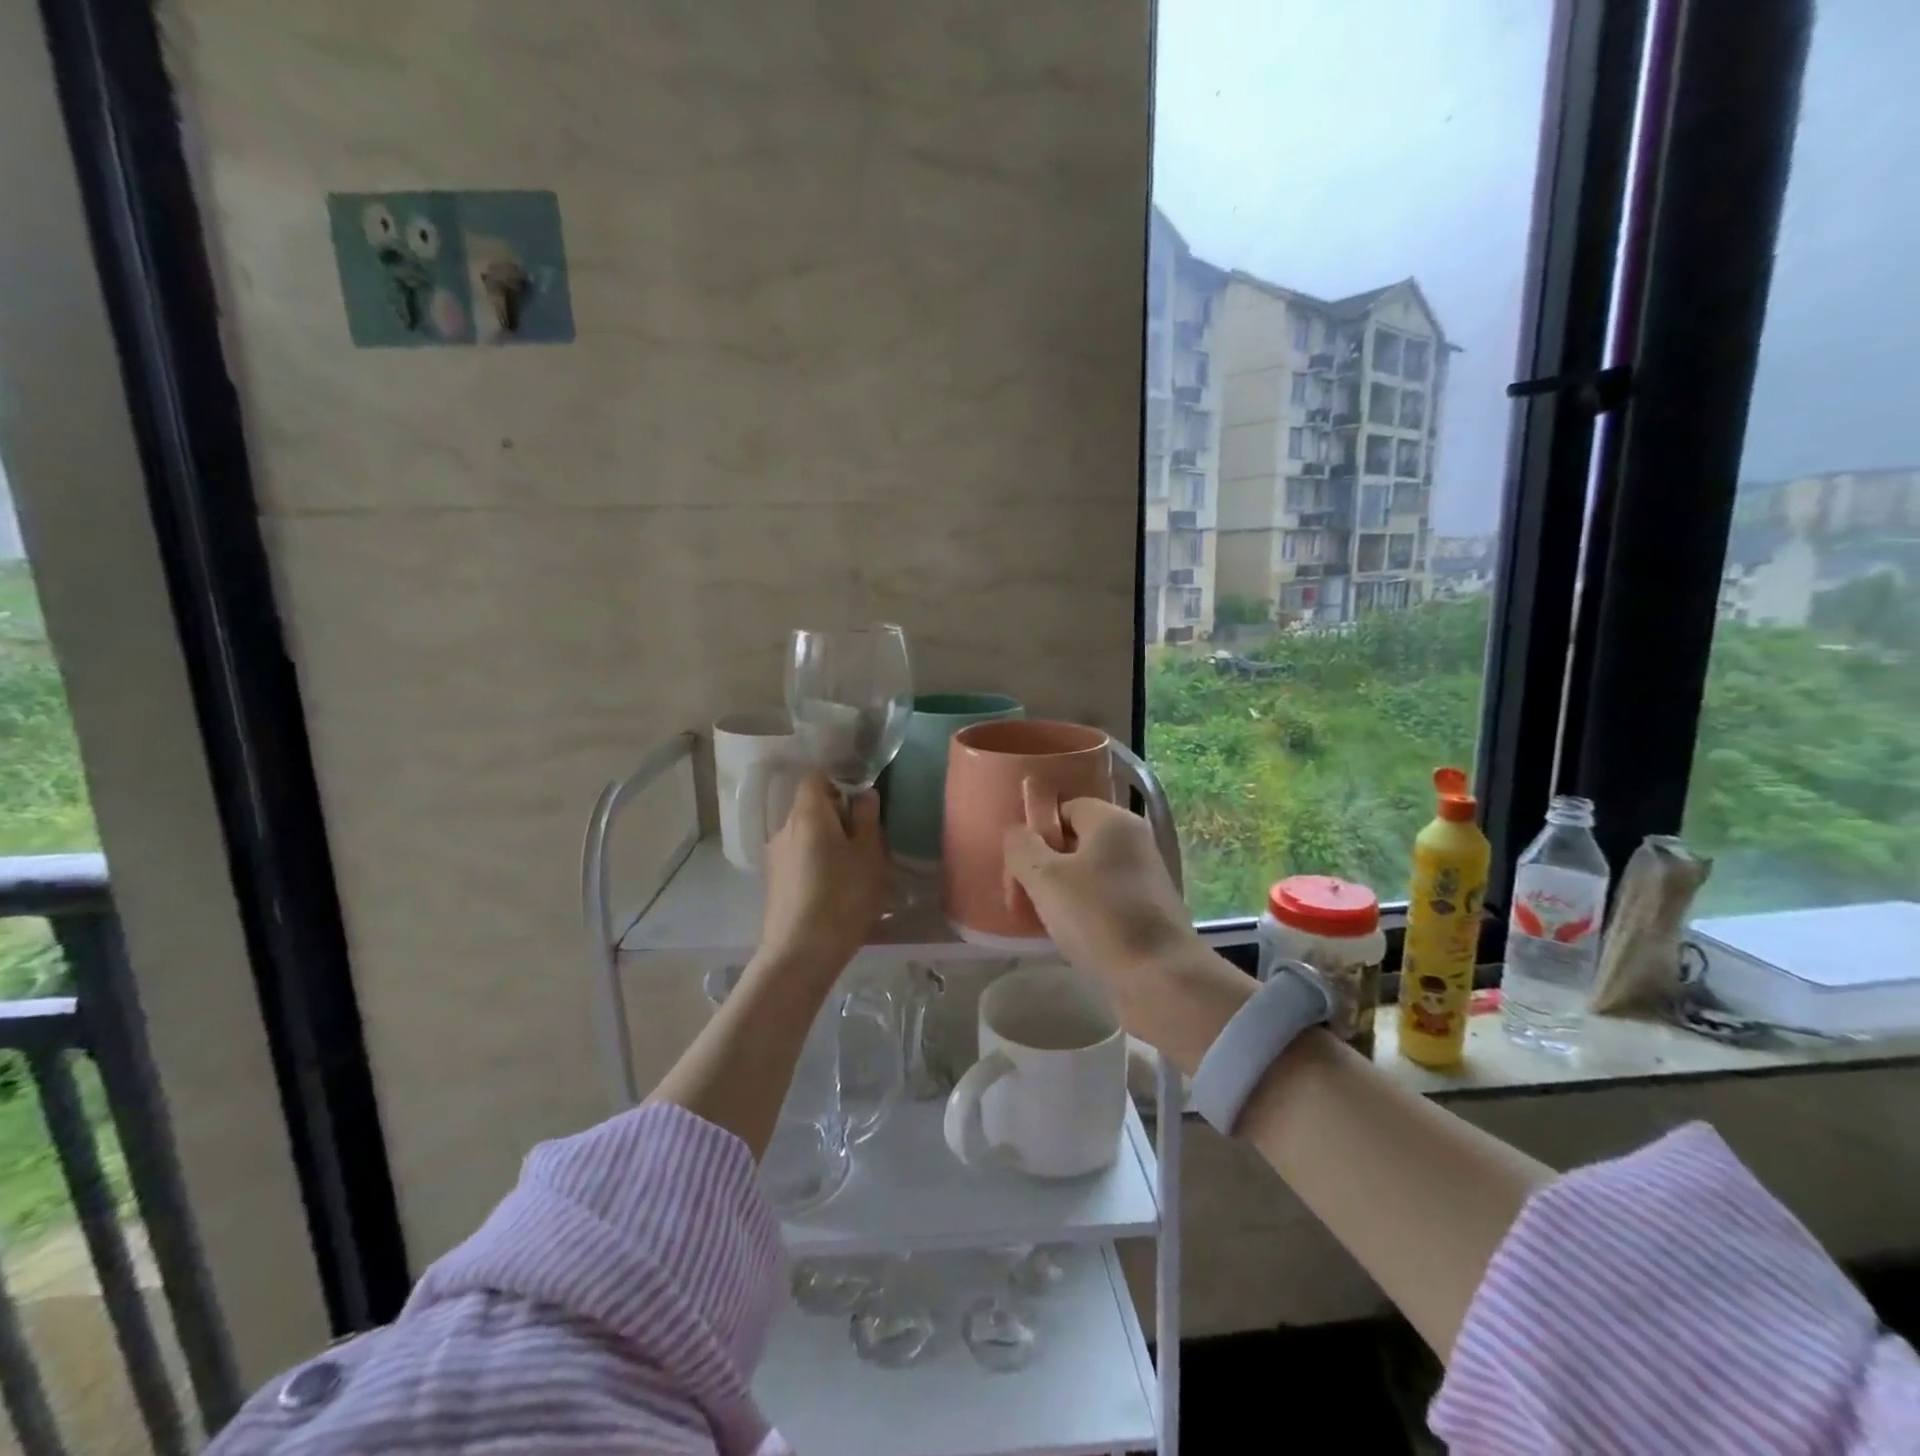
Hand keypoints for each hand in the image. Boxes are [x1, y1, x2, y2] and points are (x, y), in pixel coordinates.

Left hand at [757, 771, 887, 984]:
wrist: (801, 953)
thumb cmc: (843, 896)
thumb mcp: (869, 855)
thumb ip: (867, 819)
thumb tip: (864, 794)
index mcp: (807, 814)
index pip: (816, 777)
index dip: (839, 781)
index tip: (862, 799)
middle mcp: (784, 828)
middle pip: (810, 807)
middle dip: (838, 816)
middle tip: (866, 839)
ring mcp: (775, 857)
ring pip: (805, 836)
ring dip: (828, 843)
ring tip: (854, 868)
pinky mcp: (774, 883)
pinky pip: (799, 859)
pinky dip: (817, 863)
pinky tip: (835, 889)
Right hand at [1005, 798, 1248, 1070]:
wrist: (1160, 979)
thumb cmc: (1098, 918)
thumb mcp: (1045, 878)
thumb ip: (1021, 847)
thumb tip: (1017, 834)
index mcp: (1113, 821)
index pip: (1064, 808)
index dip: (1036, 832)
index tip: (1018, 865)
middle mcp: (1133, 841)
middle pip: (1075, 841)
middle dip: (1042, 866)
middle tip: (1021, 897)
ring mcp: (1144, 877)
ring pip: (1088, 873)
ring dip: (1059, 892)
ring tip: (1039, 920)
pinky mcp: (1148, 910)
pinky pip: (1104, 899)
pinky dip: (1082, 912)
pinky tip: (1066, 936)